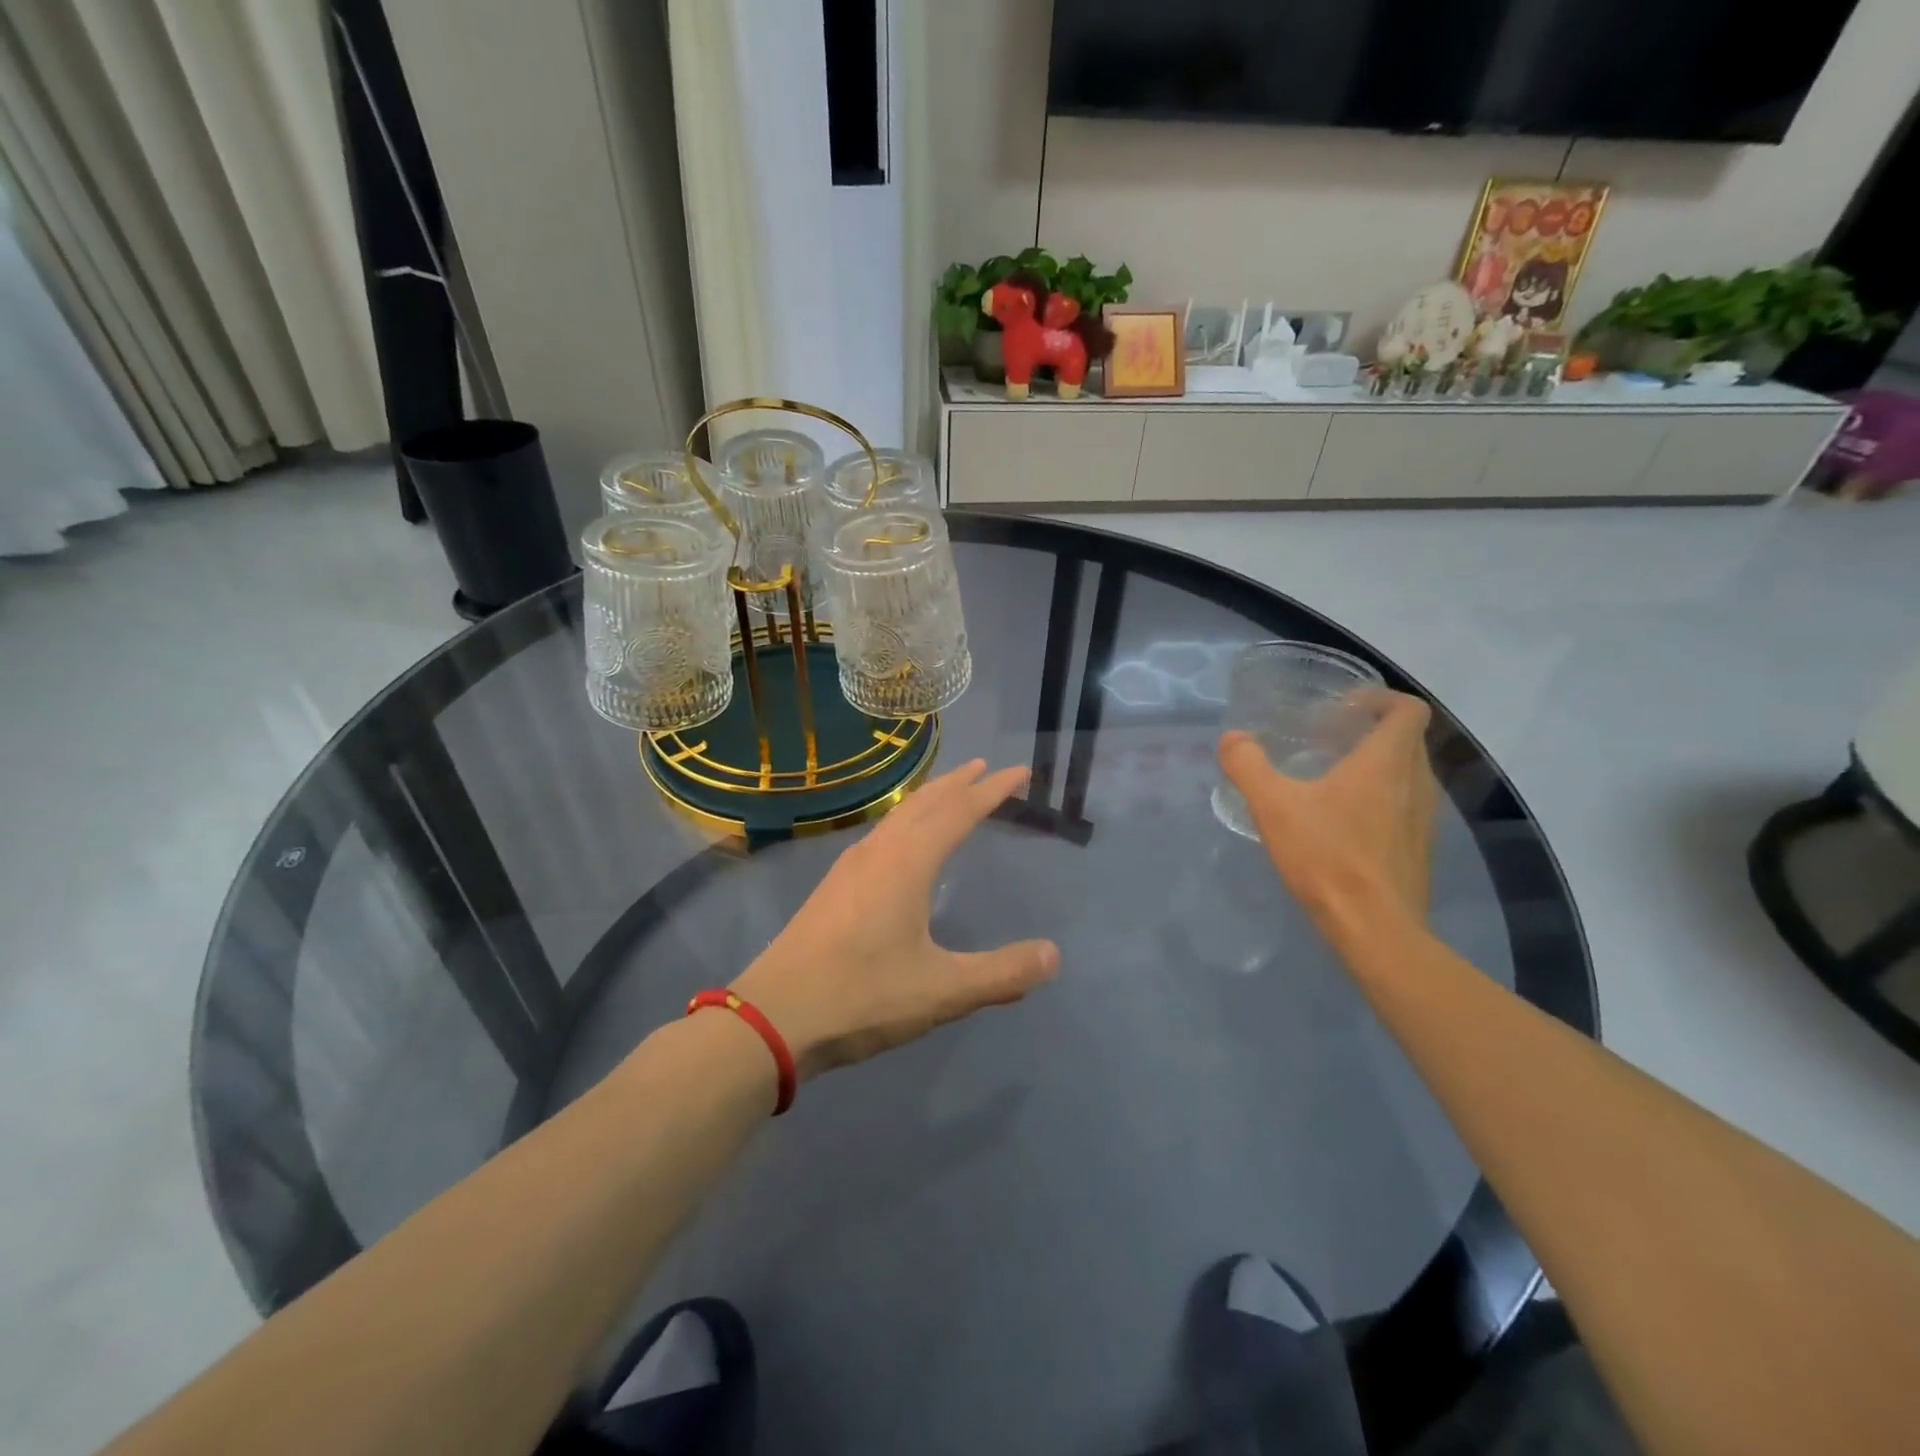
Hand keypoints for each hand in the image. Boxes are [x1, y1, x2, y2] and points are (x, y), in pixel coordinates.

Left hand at [730, 761, 1059, 1079]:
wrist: (773, 1017)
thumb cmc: (862, 997)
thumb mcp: (942, 991)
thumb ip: (1001, 974)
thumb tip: (1053, 955)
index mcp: (907, 864)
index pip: (959, 812)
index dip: (992, 790)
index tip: (1020, 772)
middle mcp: (878, 853)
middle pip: (925, 803)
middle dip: (959, 783)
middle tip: (986, 769)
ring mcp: (850, 867)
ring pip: (898, 816)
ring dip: (929, 799)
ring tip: (951, 793)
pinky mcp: (833, 886)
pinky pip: (881, 833)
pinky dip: (906, 820)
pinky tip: (902, 841)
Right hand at [1219, 690, 1439, 946]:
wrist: (1375, 929)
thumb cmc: (1327, 857)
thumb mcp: (1273, 806)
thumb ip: (1248, 765)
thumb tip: (1234, 739)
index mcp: (1387, 761)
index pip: (1408, 709)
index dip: (1380, 699)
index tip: (1343, 709)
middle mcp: (1417, 782)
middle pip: (1407, 739)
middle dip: (1371, 731)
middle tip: (1328, 740)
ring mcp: (1424, 818)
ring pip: (1408, 774)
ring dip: (1377, 766)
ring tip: (1332, 779)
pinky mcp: (1419, 848)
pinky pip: (1405, 807)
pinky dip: (1381, 800)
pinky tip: (1343, 822)